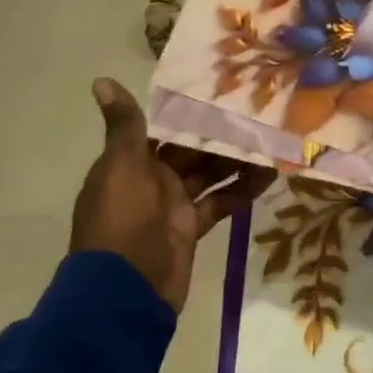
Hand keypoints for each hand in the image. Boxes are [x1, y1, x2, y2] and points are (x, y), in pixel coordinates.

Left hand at [69, 79, 275, 311]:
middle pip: (191, 151)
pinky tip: (270, 174)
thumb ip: (125, 126)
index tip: (224, 90)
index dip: (190, 111)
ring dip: (237, 160)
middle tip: (259, 111)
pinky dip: (242, 190)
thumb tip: (101, 80)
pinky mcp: (191, 228)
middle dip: (220, 135)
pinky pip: (220, 203)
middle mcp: (151, 180)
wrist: (124, 292)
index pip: (164, 129)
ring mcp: (173, 206)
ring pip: (210, 175)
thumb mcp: (122, 168)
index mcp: (130, 162)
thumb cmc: (122, 220)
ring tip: (271, 138)